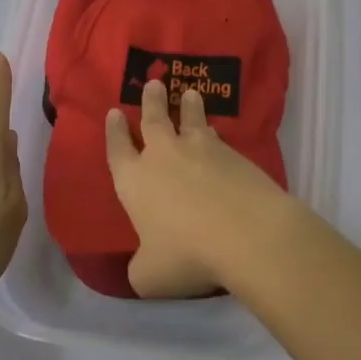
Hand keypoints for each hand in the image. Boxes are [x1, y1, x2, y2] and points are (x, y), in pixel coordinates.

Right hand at [103, 79, 301, 298]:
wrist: (246, 233)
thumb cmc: (186, 254)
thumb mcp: (150, 275)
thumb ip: (140, 267)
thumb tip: (142, 267)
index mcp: (134, 181)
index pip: (118, 149)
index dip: (114, 131)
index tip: (114, 112)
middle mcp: (163, 157)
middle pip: (154, 120)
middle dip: (151, 101)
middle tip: (153, 83)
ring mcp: (201, 151)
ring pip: (190, 120)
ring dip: (188, 107)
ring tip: (190, 94)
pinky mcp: (233, 155)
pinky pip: (218, 138)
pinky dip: (214, 132)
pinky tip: (218, 134)